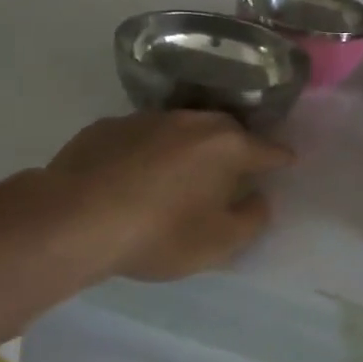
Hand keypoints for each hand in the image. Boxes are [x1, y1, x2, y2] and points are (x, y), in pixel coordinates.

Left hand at [45, 112, 293, 281]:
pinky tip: (134, 178)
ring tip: (180, 176)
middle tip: (232, 172)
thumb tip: (258, 199)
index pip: (267, 149)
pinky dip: (148, 153)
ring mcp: (148, 118)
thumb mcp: (217, 243)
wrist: (75, 218)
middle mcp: (192, 121)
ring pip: (182, 130)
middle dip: (235, 149)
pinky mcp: (109, 126)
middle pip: (226, 132)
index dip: (280, 159)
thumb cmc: (158, 232)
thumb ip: (251, 219)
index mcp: (226, 145)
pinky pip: (142, 138)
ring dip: (188, 149)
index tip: (287, 162)